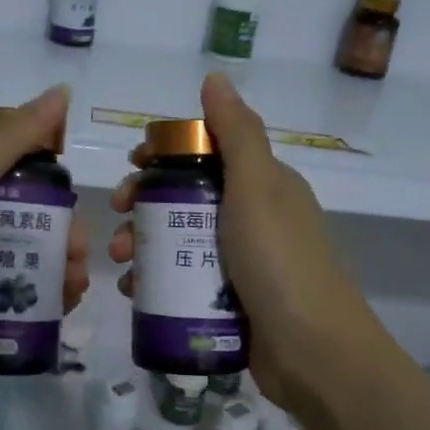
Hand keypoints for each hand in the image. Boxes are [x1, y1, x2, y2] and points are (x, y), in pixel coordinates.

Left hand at [0, 85, 89, 403]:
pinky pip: (18, 298)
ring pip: (27, 260)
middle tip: (75, 257)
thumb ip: (8, 140)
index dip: (49, 182)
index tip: (74, 202)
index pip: (13, 170)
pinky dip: (45, 301)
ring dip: (60, 269)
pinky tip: (61, 310)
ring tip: (73, 290)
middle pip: (27, 219)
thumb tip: (61, 90)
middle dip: (61, 234)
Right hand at [107, 71, 379, 407]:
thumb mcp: (258, 186)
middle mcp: (252, 217)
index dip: (166, 154)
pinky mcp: (228, 300)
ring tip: (120, 262)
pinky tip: (133, 291)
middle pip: (186, 197)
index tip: (133, 165)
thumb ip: (236, 132)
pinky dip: (154, 279)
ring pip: (179, 239)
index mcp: (262, 184)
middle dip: (144, 203)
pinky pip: (182, 279)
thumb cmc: (279, 259)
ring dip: (142, 243)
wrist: (313, 352)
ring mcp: (240, 262)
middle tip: (117, 217)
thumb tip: (215, 78)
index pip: (206, 152)